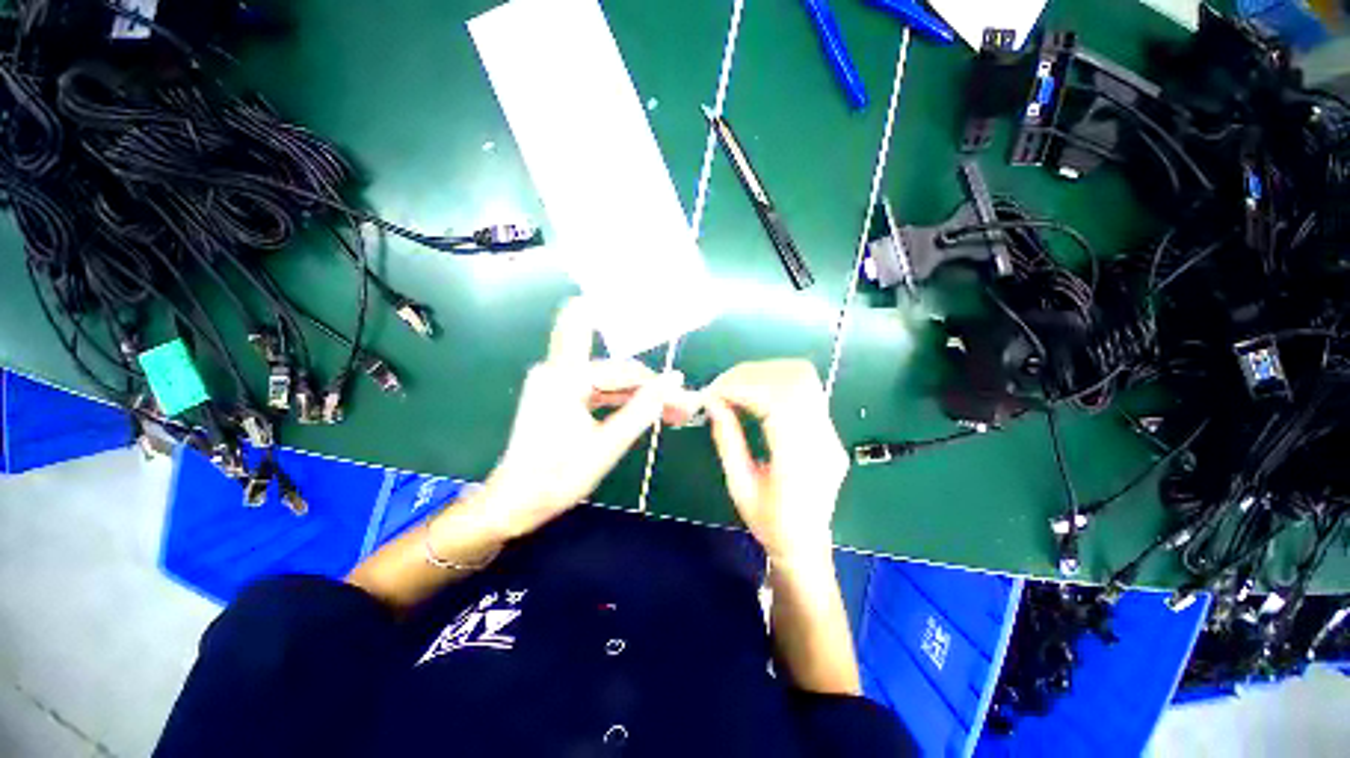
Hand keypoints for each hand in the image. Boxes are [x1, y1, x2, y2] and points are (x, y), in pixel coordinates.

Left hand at [473, 298, 694, 540]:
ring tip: (672, 412)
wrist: (514, 503)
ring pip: (611, 382)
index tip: (686, 397)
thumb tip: (675, 379)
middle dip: (651, 390)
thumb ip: (642, 409)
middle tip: (682, 408)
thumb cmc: (557, 476)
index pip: (624, 372)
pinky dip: (621, 403)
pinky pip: (599, 392)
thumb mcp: (607, 444)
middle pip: (618, 373)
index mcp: (565, 376)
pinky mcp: (559, 395)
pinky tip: (645, 412)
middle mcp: (558, 370)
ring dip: (640, 397)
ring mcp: (557, 381)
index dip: (658, 385)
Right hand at [704, 359, 849, 564]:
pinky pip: (804, 388)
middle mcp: (823, 440)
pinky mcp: (828, 427)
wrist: (807, 543)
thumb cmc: (769, 523)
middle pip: (795, 380)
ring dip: (764, 372)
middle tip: (721, 386)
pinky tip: (754, 391)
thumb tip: (712, 401)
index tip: (714, 392)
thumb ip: (727, 440)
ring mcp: (830, 432)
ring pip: (804, 377)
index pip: (779, 402)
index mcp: (801, 463)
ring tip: (735, 386)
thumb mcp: (739, 487)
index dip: (743, 387)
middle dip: (751, 374)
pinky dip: (774, 380)